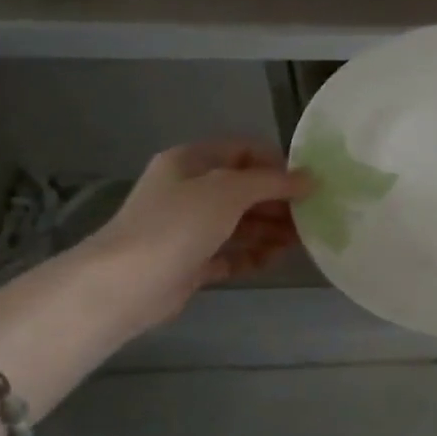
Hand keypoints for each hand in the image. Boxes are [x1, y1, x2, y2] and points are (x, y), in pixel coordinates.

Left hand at [84, 141, 311, 325]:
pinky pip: (231, 253)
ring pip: (240, 222)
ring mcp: (189, 228)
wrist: (126, 284)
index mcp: (191, 162)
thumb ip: (272, 182)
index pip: (243, 150)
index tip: (307, 183)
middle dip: (278, 201)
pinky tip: (274, 259)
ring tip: (300, 240)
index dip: (277, 163)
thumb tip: (310, 178)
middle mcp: (189, 190)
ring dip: (270, 229)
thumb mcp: (229, 191)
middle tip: (310, 215)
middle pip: (244, 189)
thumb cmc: (178, 224)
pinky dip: (253, 255)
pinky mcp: (191, 262)